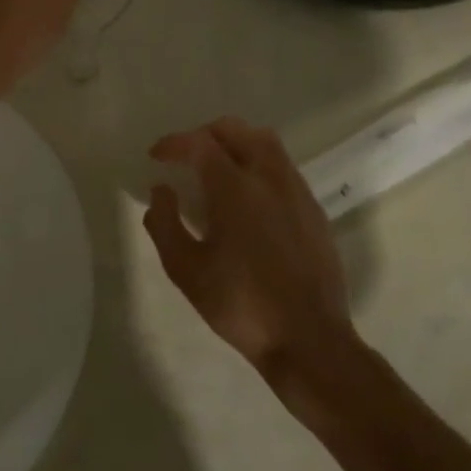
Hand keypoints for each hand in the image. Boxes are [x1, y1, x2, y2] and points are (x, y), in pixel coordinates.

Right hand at [144, 119, 355, 380]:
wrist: (309, 340)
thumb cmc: (239, 304)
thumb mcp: (184, 269)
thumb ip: (164, 223)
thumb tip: (162, 191)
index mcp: (236, 190)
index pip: (200, 144)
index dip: (173, 143)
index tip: (156, 157)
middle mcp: (270, 180)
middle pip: (238, 130)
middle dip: (205, 135)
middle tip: (185, 158)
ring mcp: (298, 194)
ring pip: (267, 145)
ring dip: (235, 145)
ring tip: (215, 173)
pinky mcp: (315, 212)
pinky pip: (283, 170)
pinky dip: (258, 167)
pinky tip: (247, 200)